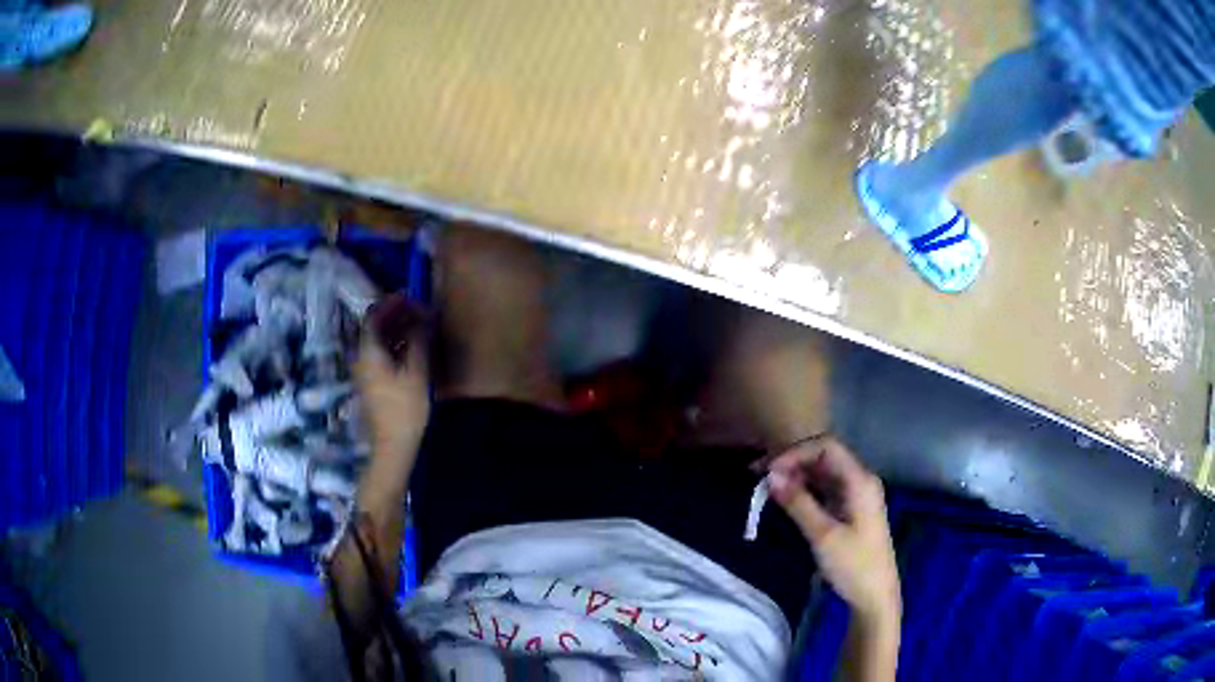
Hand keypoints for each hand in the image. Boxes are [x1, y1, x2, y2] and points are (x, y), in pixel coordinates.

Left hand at [354, 294, 430, 469]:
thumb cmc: (404, 409)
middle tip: (418, 309)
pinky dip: (395, 344)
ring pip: (378, 341)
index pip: (374, 317)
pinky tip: (413, 346)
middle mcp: (362, 358)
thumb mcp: (416, 372)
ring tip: (420, 325)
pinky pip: (381, 354)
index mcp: (368, 352)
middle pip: (374, 328)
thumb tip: (423, 318)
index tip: (410, 296)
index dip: (391, 304)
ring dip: (396, 329)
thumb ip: (418, 341)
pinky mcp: (372, 383)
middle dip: (395, 315)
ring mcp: (365, 372)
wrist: (393, 445)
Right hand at [764, 436, 900, 625]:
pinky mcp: (850, 509)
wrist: (875, 596)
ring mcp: (856, 495)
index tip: (768, 471)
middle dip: (792, 461)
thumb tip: (771, 475)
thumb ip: (798, 503)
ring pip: (823, 472)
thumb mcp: (823, 535)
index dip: (796, 452)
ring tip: (766, 485)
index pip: (826, 446)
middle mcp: (860, 480)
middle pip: (824, 456)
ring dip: (796, 475)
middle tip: (759, 475)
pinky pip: (825, 489)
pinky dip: (805, 489)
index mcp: (860, 480)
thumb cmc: (853, 565)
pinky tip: (786, 498)